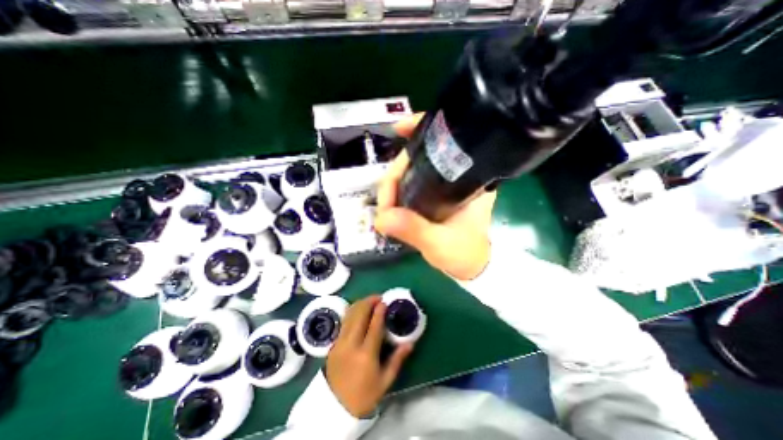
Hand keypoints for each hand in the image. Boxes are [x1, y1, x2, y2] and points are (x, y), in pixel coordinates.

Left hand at [324, 295, 410, 415]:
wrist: (335, 408)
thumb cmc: (364, 395)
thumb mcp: (384, 381)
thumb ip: (397, 359)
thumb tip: (410, 343)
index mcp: (366, 355)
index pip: (373, 326)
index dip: (379, 311)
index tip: (384, 301)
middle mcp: (351, 345)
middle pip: (359, 315)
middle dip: (368, 302)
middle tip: (378, 297)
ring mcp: (339, 343)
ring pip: (349, 316)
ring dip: (359, 305)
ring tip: (369, 301)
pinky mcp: (333, 344)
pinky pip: (343, 322)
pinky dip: (352, 312)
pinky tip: (358, 311)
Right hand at [373, 116, 494, 279]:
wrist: (472, 266)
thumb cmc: (465, 253)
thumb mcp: (440, 243)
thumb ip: (414, 229)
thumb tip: (382, 217)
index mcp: (468, 178)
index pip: (445, 142)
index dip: (421, 130)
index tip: (398, 128)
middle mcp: (457, 174)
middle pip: (420, 156)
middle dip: (396, 171)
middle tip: (384, 198)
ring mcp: (444, 183)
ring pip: (413, 169)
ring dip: (394, 180)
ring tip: (384, 201)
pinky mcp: (435, 193)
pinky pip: (412, 181)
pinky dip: (398, 186)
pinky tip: (389, 196)